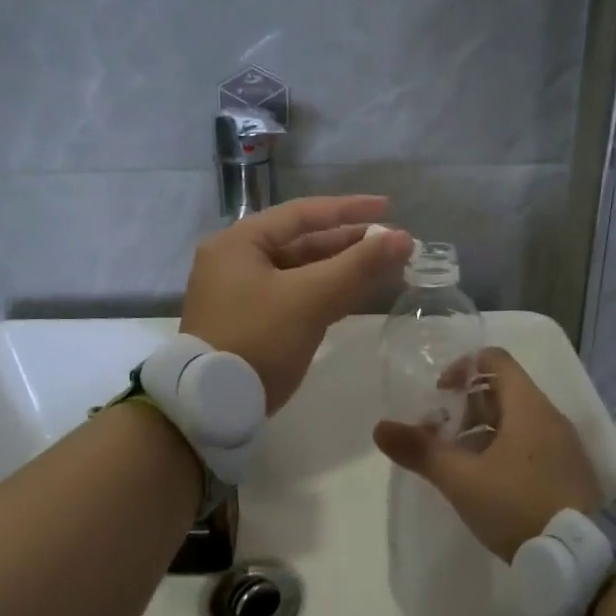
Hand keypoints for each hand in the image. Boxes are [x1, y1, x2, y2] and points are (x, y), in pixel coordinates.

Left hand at [182, 196, 413, 412]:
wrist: (213, 408)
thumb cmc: (258, 340)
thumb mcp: (310, 298)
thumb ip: (357, 266)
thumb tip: (403, 238)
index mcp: (239, 242)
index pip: (302, 213)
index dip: (348, 209)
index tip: (388, 208)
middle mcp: (236, 260)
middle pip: (302, 242)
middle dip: (350, 243)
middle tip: (394, 245)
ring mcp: (242, 293)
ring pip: (302, 271)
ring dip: (342, 269)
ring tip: (387, 268)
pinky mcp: (252, 322)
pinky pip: (296, 296)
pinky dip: (326, 293)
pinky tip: (358, 293)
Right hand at [374, 348, 602, 560]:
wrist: (585, 561)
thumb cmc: (520, 506)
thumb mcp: (462, 480)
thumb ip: (421, 451)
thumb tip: (380, 428)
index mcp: (528, 406)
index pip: (494, 360)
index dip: (462, 367)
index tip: (439, 393)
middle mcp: (549, 417)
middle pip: (502, 392)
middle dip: (465, 408)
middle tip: (439, 436)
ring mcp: (562, 446)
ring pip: (515, 422)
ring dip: (481, 433)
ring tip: (457, 464)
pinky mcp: (568, 474)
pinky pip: (529, 446)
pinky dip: (502, 452)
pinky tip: (485, 485)